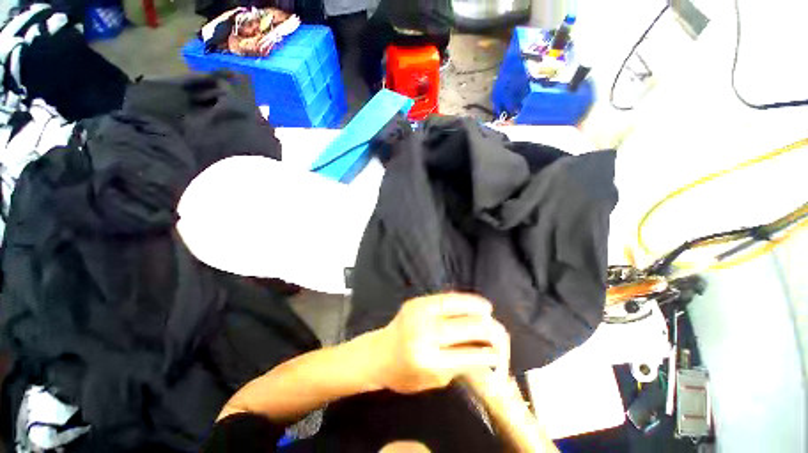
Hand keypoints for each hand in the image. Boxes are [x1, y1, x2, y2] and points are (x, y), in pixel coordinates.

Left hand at [369, 294, 509, 394]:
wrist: (378, 353)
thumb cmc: (405, 374)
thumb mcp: (434, 381)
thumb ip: (460, 366)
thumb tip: (486, 351)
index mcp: (427, 361)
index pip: (467, 356)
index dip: (487, 355)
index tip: (499, 355)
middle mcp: (423, 333)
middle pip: (466, 327)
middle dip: (488, 330)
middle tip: (498, 332)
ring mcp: (419, 312)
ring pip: (457, 306)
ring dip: (477, 308)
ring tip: (489, 311)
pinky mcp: (417, 301)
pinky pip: (445, 297)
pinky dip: (463, 299)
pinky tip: (472, 302)